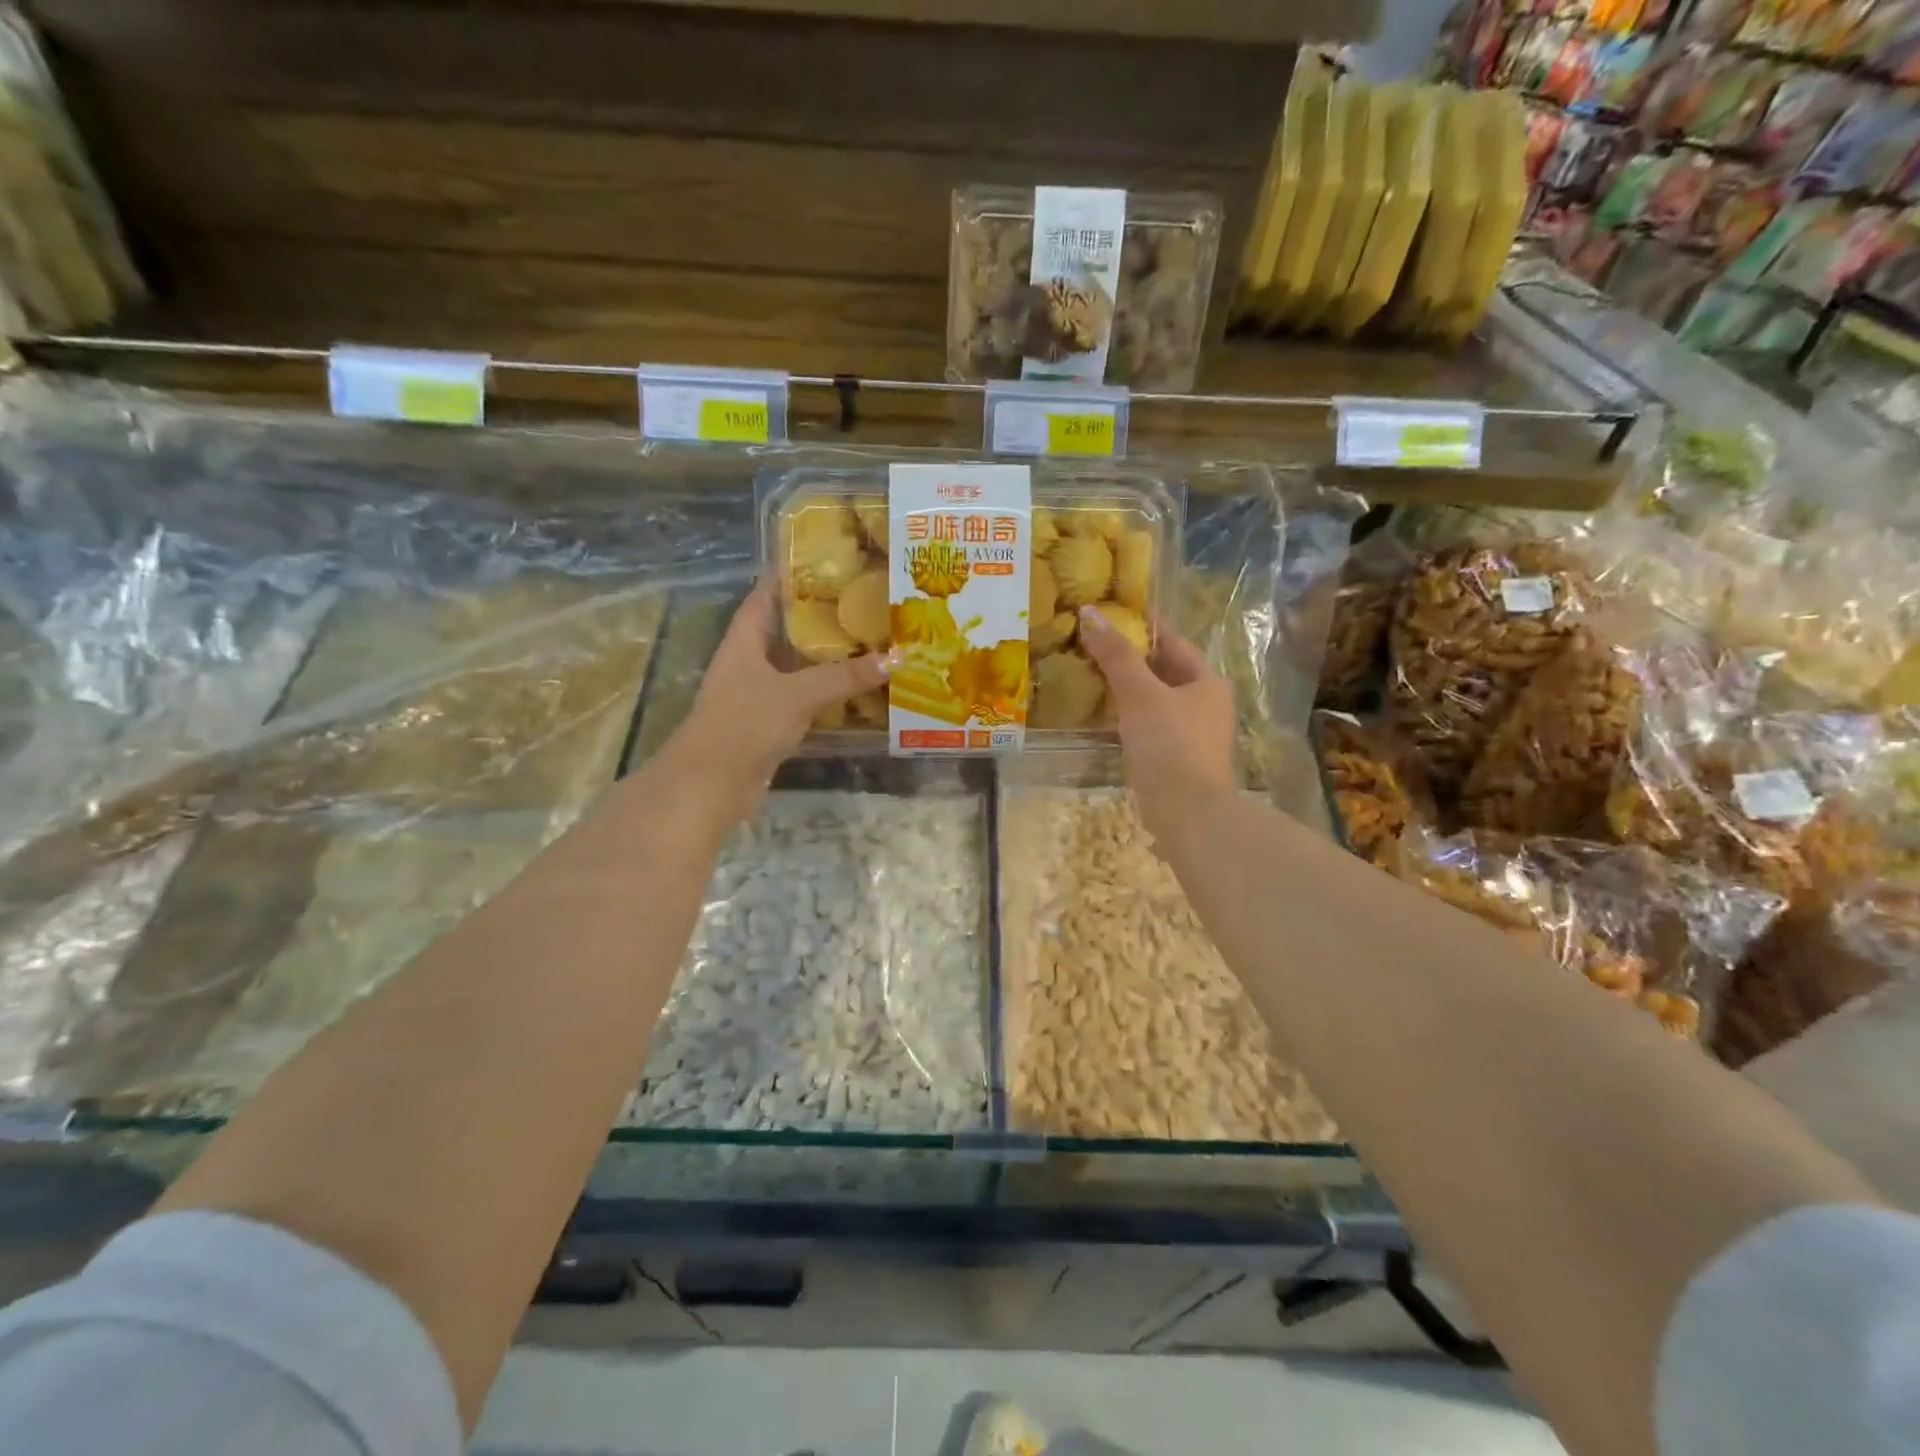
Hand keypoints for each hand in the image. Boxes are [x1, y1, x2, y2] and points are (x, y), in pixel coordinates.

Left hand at [658, 582, 892, 825]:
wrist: (710, 785)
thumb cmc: (745, 723)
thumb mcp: (798, 693)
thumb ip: (845, 676)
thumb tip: (896, 657)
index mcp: (743, 642)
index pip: (763, 597)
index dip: (787, 578)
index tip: (823, 563)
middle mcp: (747, 664)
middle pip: (784, 632)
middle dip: (818, 619)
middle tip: (860, 604)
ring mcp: (755, 697)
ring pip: (794, 669)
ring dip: (824, 661)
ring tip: (867, 643)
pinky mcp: (766, 727)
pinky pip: (800, 702)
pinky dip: (824, 696)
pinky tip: (854, 694)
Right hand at [1077, 604, 1236, 838]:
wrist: (1188, 814)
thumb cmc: (1170, 745)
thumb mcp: (1140, 694)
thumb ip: (1116, 655)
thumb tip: (1091, 613)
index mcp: (1206, 681)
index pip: (1172, 641)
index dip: (1142, 625)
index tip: (1110, 612)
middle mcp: (1205, 704)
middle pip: (1163, 670)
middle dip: (1129, 658)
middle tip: (1090, 643)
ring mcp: (1192, 734)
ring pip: (1154, 700)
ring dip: (1126, 689)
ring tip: (1088, 675)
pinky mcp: (1176, 759)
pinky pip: (1148, 726)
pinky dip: (1127, 716)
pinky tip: (1102, 716)